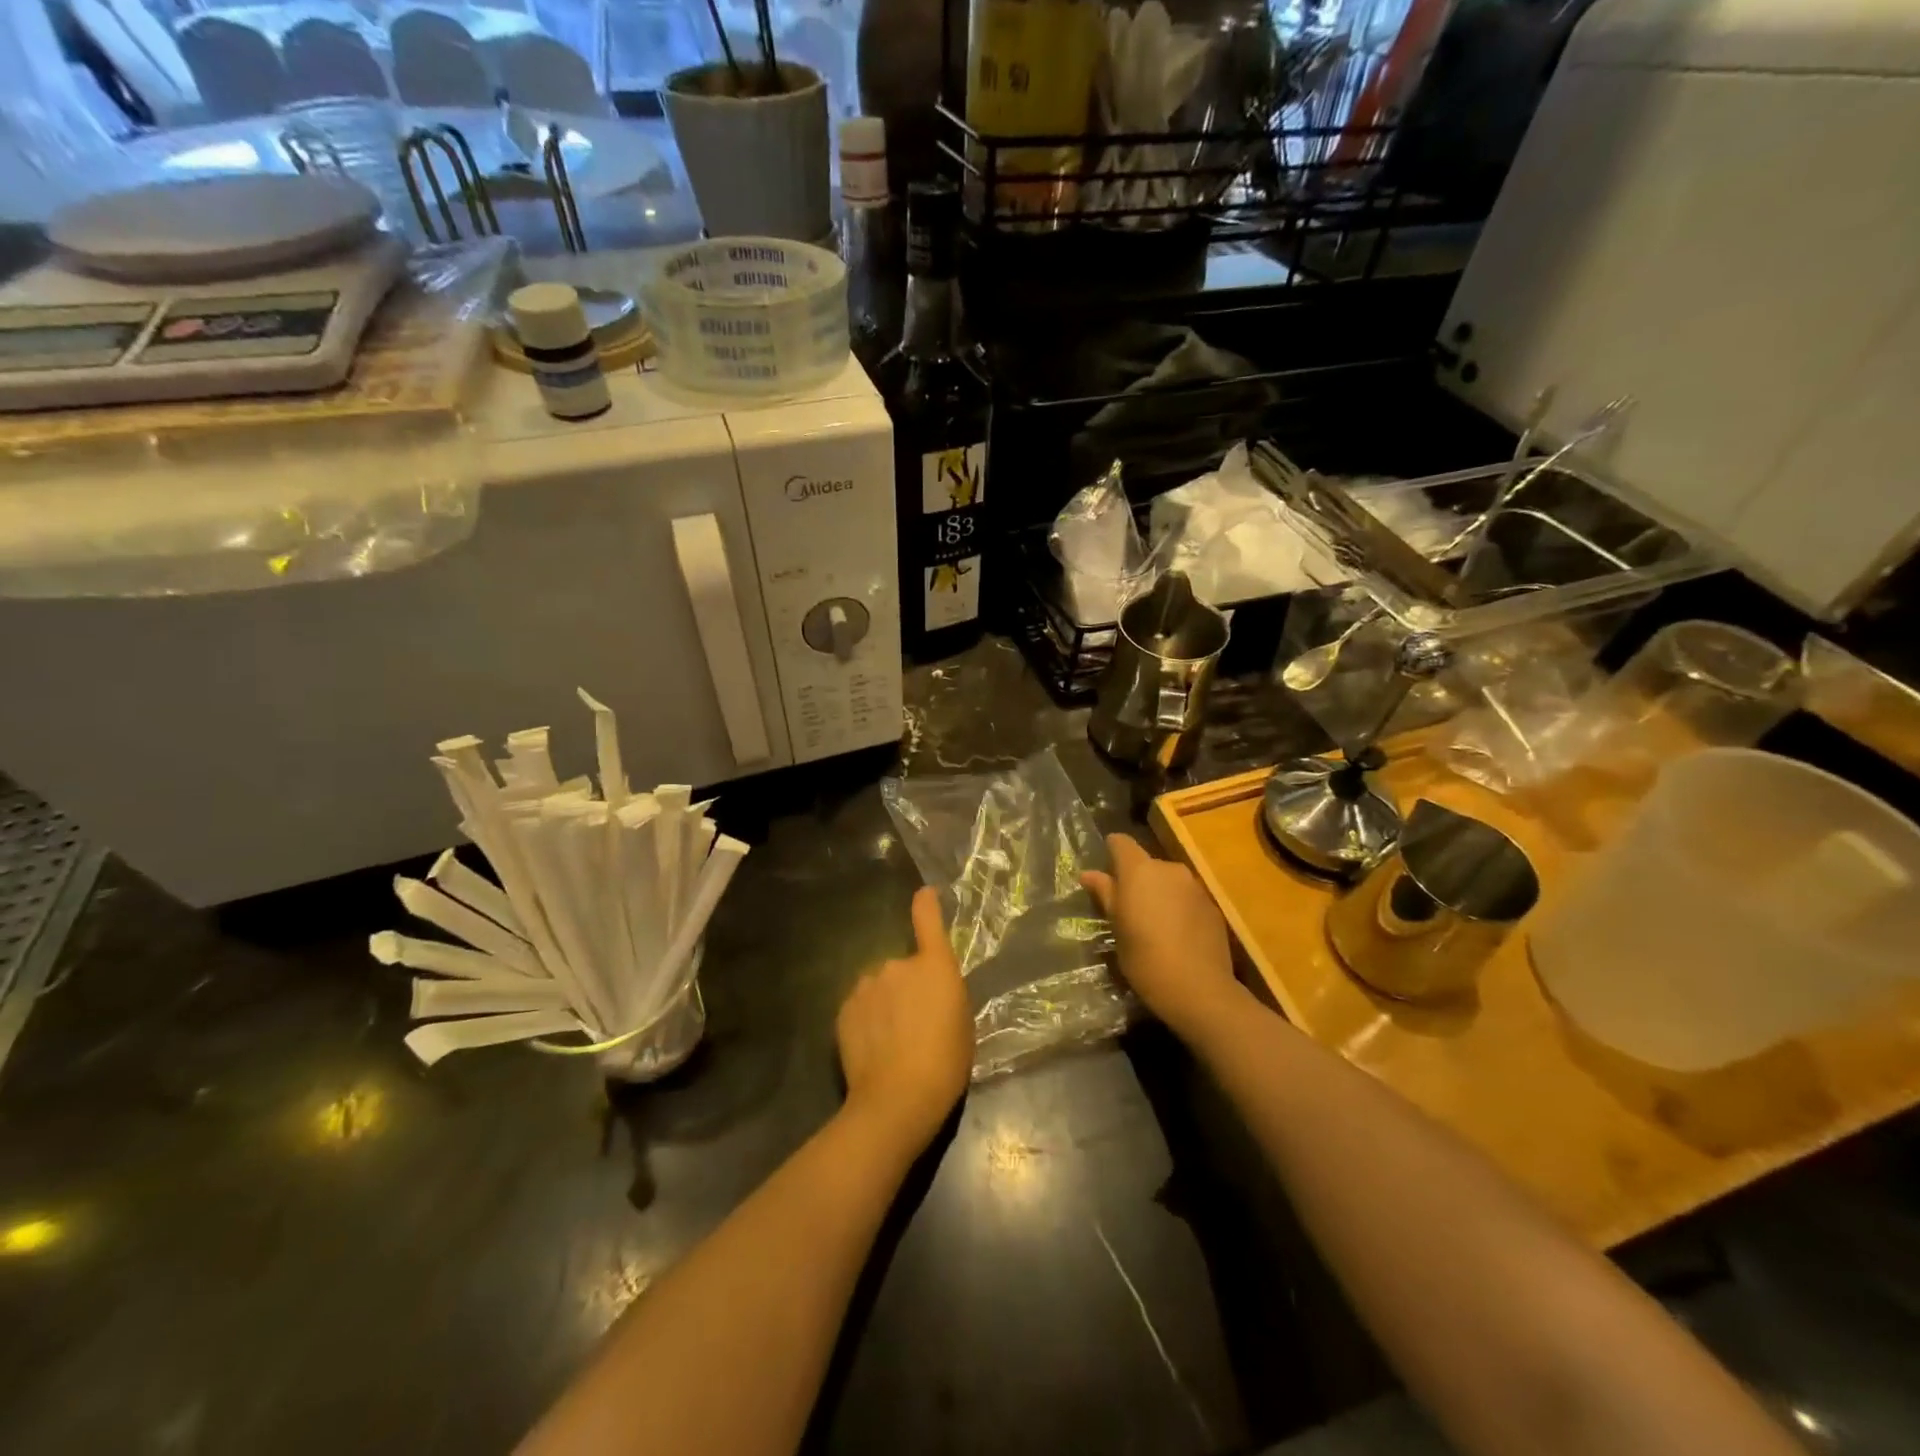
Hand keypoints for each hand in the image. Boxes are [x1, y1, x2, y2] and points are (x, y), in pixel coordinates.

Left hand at [836, 887, 973, 1157]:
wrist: (898, 1097)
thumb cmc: (945, 1062)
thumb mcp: (962, 1023)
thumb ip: (944, 993)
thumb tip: (931, 989)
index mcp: (934, 966)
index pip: (928, 919)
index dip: (926, 904)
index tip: (924, 894)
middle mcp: (898, 964)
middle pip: (903, 967)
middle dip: (907, 988)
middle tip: (914, 1024)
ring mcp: (867, 984)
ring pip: (878, 987)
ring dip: (884, 1003)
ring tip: (891, 1041)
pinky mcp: (845, 1008)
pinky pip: (860, 1006)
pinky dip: (866, 1020)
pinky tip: (872, 1049)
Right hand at [1083, 834, 1246, 1043]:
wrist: (1198, 988)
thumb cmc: (1144, 957)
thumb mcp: (1117, 927)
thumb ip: (1105, 894)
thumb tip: (1088, 874)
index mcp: (1139, 870)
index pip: (1120, 842)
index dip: (1111, 852)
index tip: (1105, 872)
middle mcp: (1168, 868)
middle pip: (1146, 863)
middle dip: (1136, 879)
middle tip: (1126, 908)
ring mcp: (1194, 886)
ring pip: (1168, 880)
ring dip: (1159, 893)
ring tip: (1153, 924)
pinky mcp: (1212, 905)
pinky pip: (1187, 897)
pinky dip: (1178, 907)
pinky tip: (1176, 935)